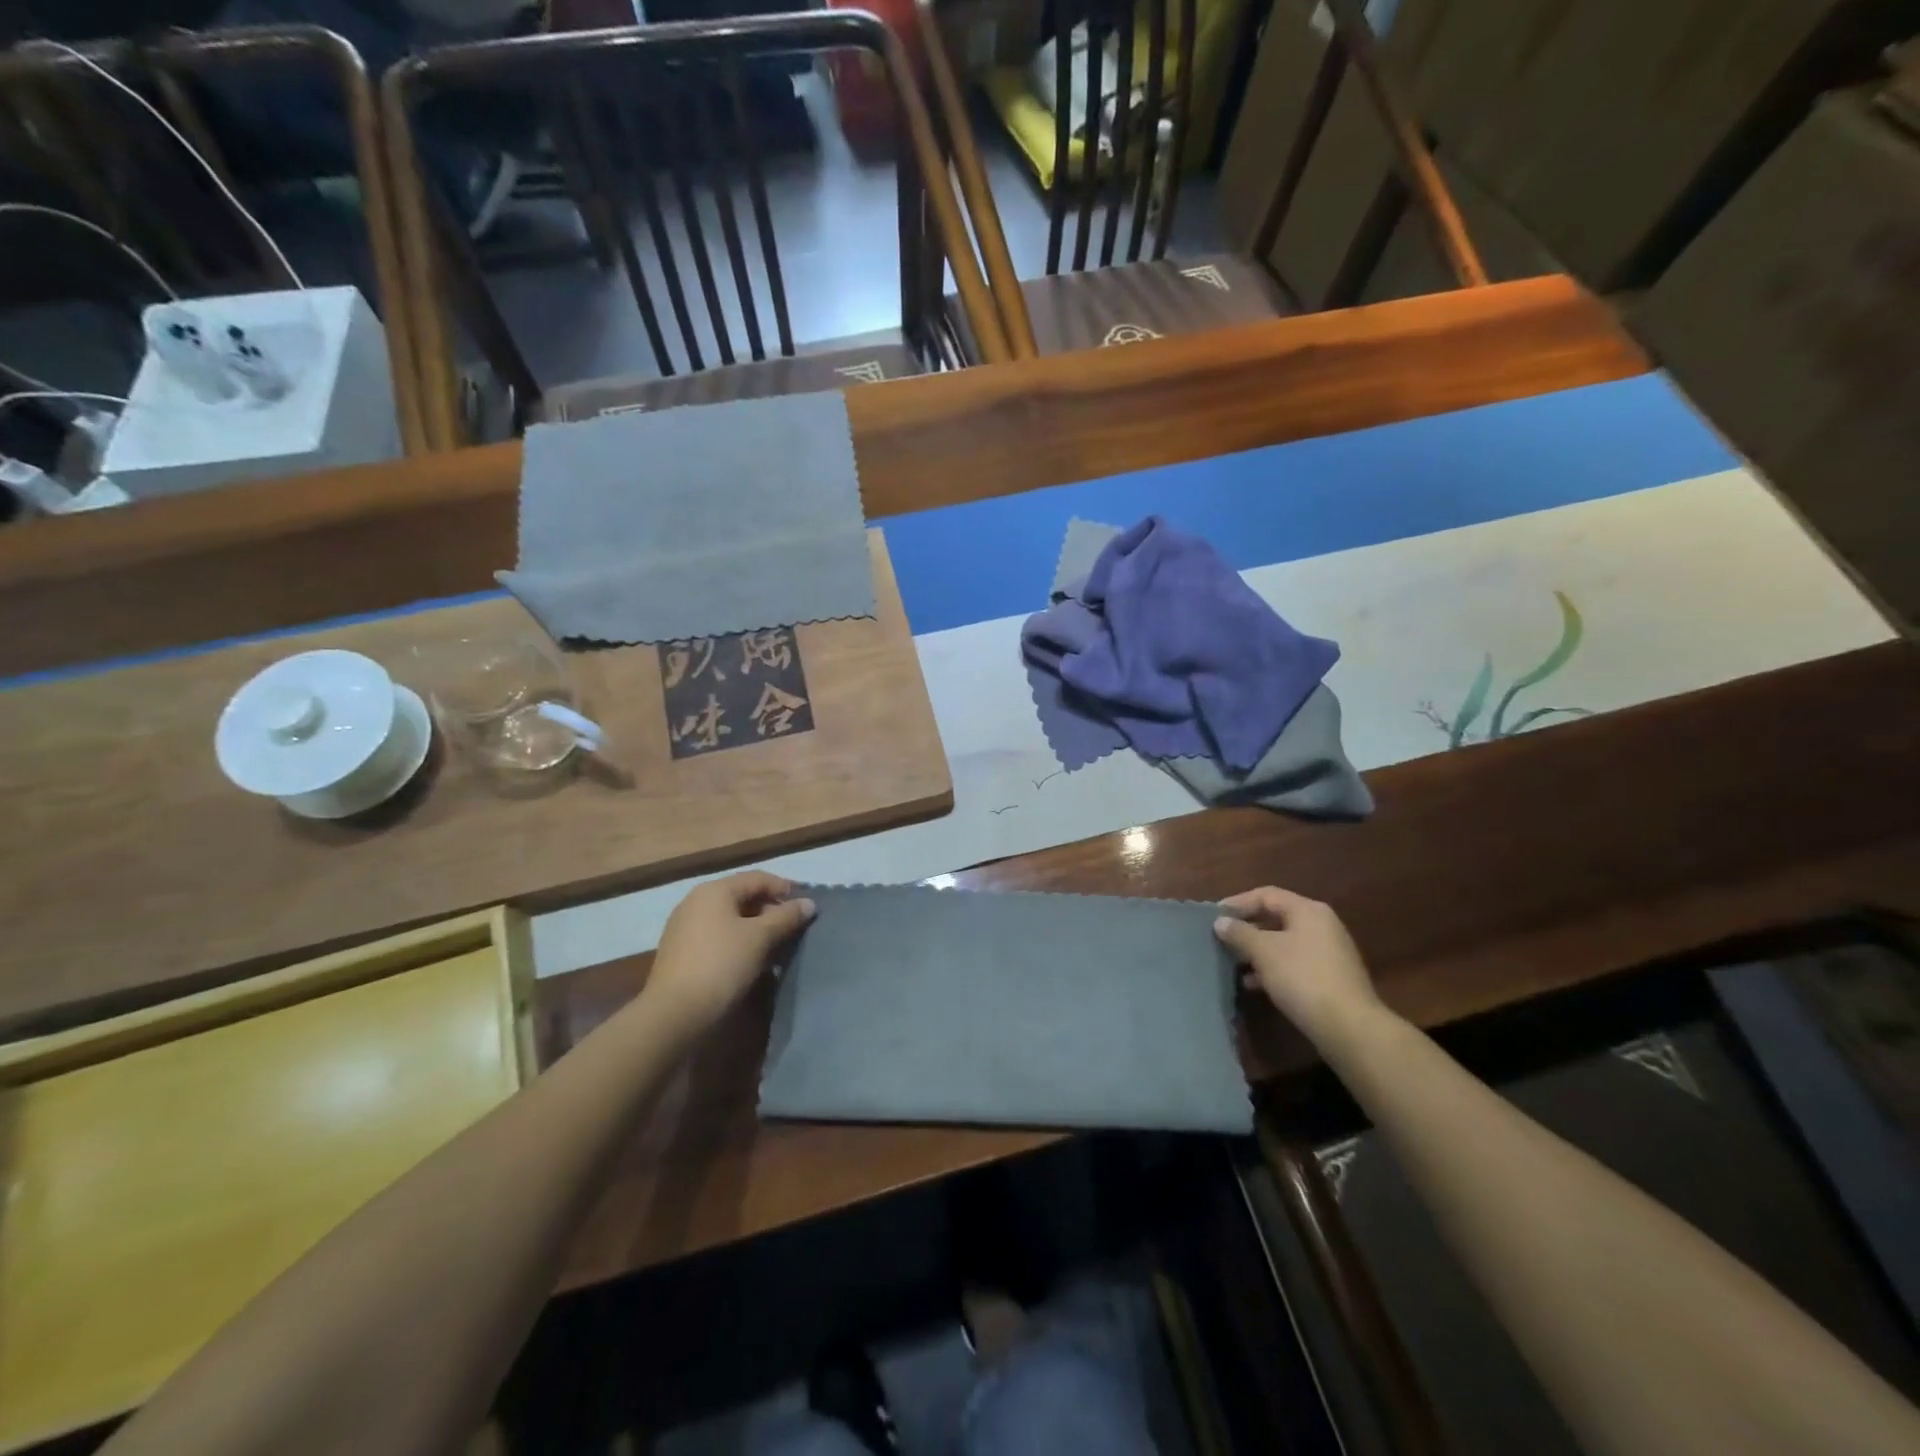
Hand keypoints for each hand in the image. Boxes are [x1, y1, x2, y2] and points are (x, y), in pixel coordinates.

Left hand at [643, 873, 814, 1038]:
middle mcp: (696, 902)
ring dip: (756, 929)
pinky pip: (718, 937)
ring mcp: (685, 928)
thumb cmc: (722, 964)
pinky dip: (738, 943)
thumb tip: (809, 903)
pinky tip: (752, 962)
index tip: (807, 905)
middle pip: (742, 897)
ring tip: (778, 947)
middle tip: (794, 929)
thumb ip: (786, 917)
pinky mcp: (681, 953)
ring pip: (730, 920)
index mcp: (714, 891)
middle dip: (771, 911)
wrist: (674, 1014)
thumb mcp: (760, 938)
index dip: (785, 888)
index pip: (757, 878)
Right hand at [1214, 886, 1382, 1045]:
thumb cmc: (1302, 977)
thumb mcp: (1263, 951)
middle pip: (1276, 918)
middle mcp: (1321, 925)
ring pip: (1284, 943)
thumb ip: (1239, 933)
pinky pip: (1294, 964)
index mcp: (1308, 911)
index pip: (1266, 895)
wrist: (1348, 1027)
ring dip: (1257, 951)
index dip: (1237, 902)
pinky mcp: (1330, 978)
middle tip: (1221, 939)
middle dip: (1246, 928)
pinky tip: (1253, 984)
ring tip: (1232, 962)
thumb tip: (1221, 922)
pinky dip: (1272, 968)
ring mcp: (1329, 953)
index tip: (1214, 916)